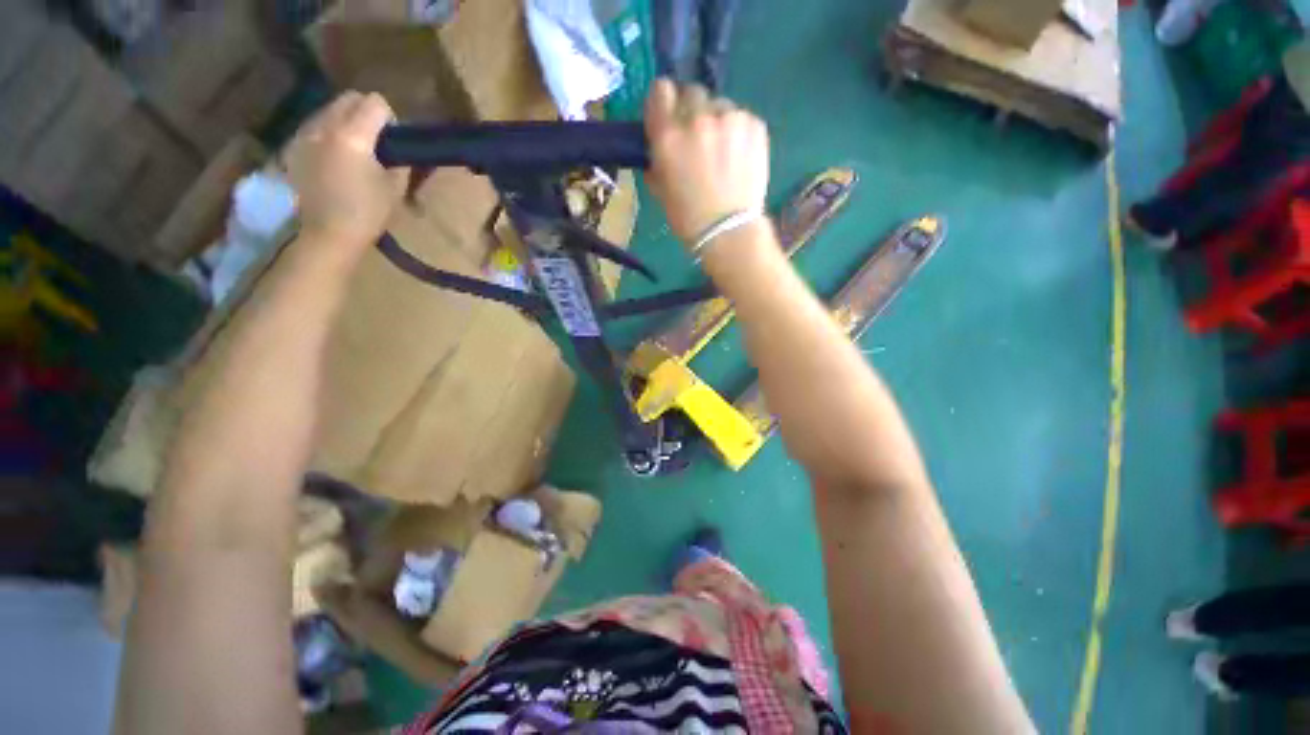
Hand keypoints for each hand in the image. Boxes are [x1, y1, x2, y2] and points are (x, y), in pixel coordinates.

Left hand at [283, 91, 407, 246]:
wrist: (328, 233)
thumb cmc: (368, 213)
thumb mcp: (396, 187)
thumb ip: (399, 159)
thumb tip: (399, 147)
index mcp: (353, 136)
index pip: (375, 103)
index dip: (390, 118)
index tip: (393, 139)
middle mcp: (325, 126)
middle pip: (349, 98)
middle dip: (365, 111)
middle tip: (375, 139)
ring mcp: (305, 134)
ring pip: (329, 108)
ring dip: (345, 120)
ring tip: (354, 148)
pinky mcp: (294, 146)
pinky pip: (315, 124)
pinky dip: (328, 131)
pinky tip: (334, 156)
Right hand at [644, 79, 769, 245]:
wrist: (729, 231)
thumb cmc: (689, 218)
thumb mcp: (660, 190)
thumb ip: (656, 159)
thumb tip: (657, 146)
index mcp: (668, 136)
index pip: (661, 90)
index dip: (664, 103)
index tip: (668, 117)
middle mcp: (697, 118)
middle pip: (691, 92)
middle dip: (691, 111)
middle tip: (697, 137)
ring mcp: (729, 118)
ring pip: (719, 105)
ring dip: (717, 121)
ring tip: (723, 151)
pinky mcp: (754, 124)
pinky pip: (741, 117)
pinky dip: (738, 131)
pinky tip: (739, 157)